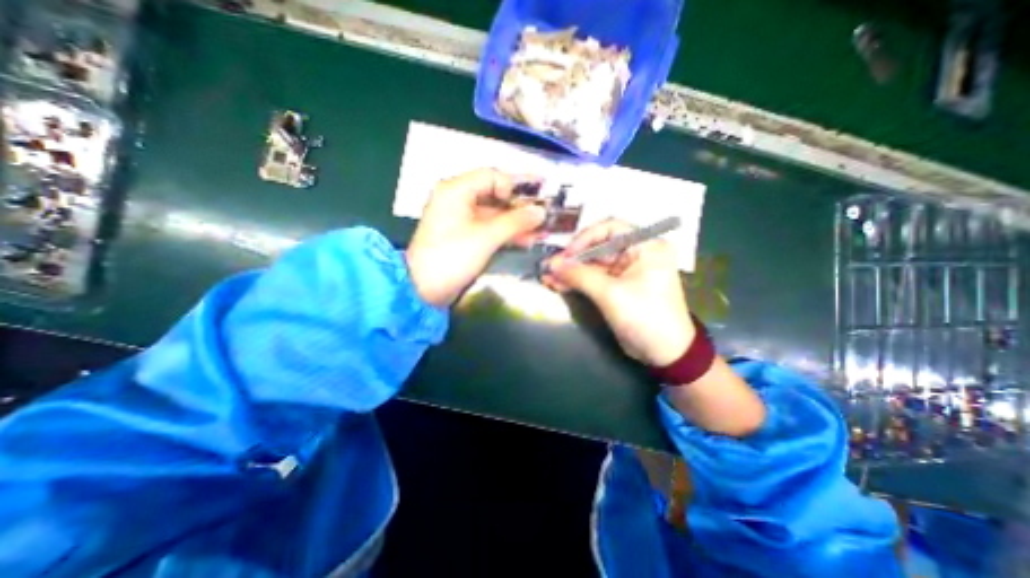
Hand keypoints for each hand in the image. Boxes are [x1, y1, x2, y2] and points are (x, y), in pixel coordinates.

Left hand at [406, 169, 546, 309]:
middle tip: (543, 213)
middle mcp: (457, 199)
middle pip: (495, 194)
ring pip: (494, 213)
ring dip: (516, 221)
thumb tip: (541, 211)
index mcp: (456, 190)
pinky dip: (505, 232)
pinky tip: (526, 239)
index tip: (532, 201)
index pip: (492, 176)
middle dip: (520, 206)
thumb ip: (516, 222)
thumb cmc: (452, 257)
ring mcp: (460, 218)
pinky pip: (488, 227)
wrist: (423, 289)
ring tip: (540, 230)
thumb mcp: (486, 237)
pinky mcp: (464, 235)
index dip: (514, 186)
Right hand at [542, 220, 696, 366]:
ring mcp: (627, 271)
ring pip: (593, 264)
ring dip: (571, 271)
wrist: (665, 353)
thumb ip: (580, 276)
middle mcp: (637, 253)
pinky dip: (577, 282)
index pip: (610, 227)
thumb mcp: (611, 294)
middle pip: (598, 247)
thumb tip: (552, 264)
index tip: (565, 254)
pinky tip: (558, 284)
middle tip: (549, 267)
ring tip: (549, 277)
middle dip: (573, 258)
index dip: (585, 238)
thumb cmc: (645, 317)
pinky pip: (594, 278)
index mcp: (646, 246)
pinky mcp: (618, 286)